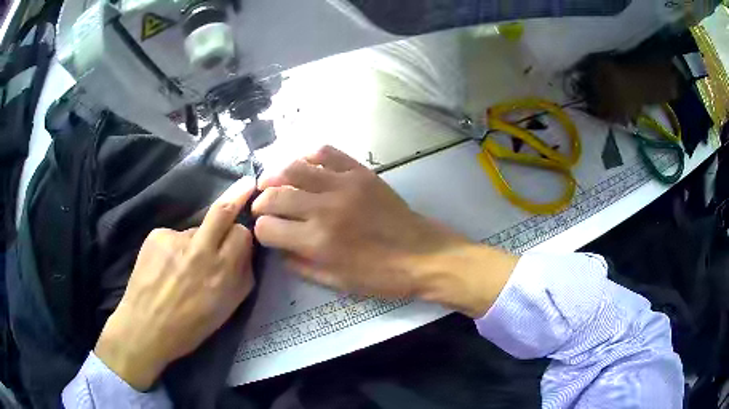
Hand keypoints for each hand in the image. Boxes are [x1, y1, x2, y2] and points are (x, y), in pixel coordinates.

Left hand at [95, 177, 256, 390]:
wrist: (145, 328)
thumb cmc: (190, 327)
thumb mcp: (227, 309)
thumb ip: (241, 277)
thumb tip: (245, 252)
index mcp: (222, 273)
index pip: (242, 233)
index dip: (242, 234)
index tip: (240, 236)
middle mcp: (201, 252)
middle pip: (222, 211)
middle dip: (237, 194)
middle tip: (246, 184)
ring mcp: (175, 240)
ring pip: (195, 229)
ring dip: (196, 242)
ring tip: (180, 268)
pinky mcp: (157, 235)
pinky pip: (174, 235)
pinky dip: (174, 247)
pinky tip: (164, 267)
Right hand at [252, 146, 517, 316]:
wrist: (424, 255)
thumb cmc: (381, 276)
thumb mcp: (337, 282)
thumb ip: (302, 266)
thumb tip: (280, 250)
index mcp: (317, 242)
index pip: (268, 228)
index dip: (261, 231)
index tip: (266, 232)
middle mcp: (324, 209)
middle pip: (274, 195)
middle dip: (261, 202)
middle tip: (262, 206)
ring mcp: (343, 185)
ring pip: (294, 168)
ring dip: (276, 175)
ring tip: (273, 182)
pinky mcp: (361, 172)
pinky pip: (327, 152)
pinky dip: (309, 156)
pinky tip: (305, 166)